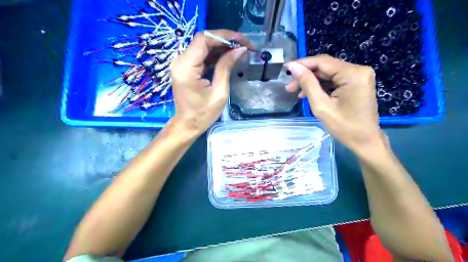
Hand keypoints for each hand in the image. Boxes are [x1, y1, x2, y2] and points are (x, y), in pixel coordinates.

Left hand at [169, 30, 249, 133]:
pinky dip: (216, 54)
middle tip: (244, 45)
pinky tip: (229, 56)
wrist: (188, 124)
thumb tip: (239, 49)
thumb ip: (226, 67)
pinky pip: (202, 55)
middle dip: (225, 40)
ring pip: (203, 46)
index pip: (203, 40)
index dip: (224, 36)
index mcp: (186, 67)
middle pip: (203, 40)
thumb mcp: (219, 92)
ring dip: (222, 46)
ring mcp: (182, 63)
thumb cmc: (203, 114)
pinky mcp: (186, 67)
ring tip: (240, 50)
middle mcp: (180, 61)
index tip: (242, 40)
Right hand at [286, 54, 383, 154]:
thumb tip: (294, 67)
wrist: (365, 141)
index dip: (302, 64)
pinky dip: (321, 87)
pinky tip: (309, 94)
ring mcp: (359, 76)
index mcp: (353, 74)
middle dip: (306, 76)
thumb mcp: (321, 105)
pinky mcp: (356, 83)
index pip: (322, 62)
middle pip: (325, 67)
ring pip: (328, 74)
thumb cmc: (344, 127)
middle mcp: (358, 70)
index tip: (286, 69)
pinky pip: (334, 81)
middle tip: (289, 87)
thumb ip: (307, 84)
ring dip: (312, 82)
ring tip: (296, 92)